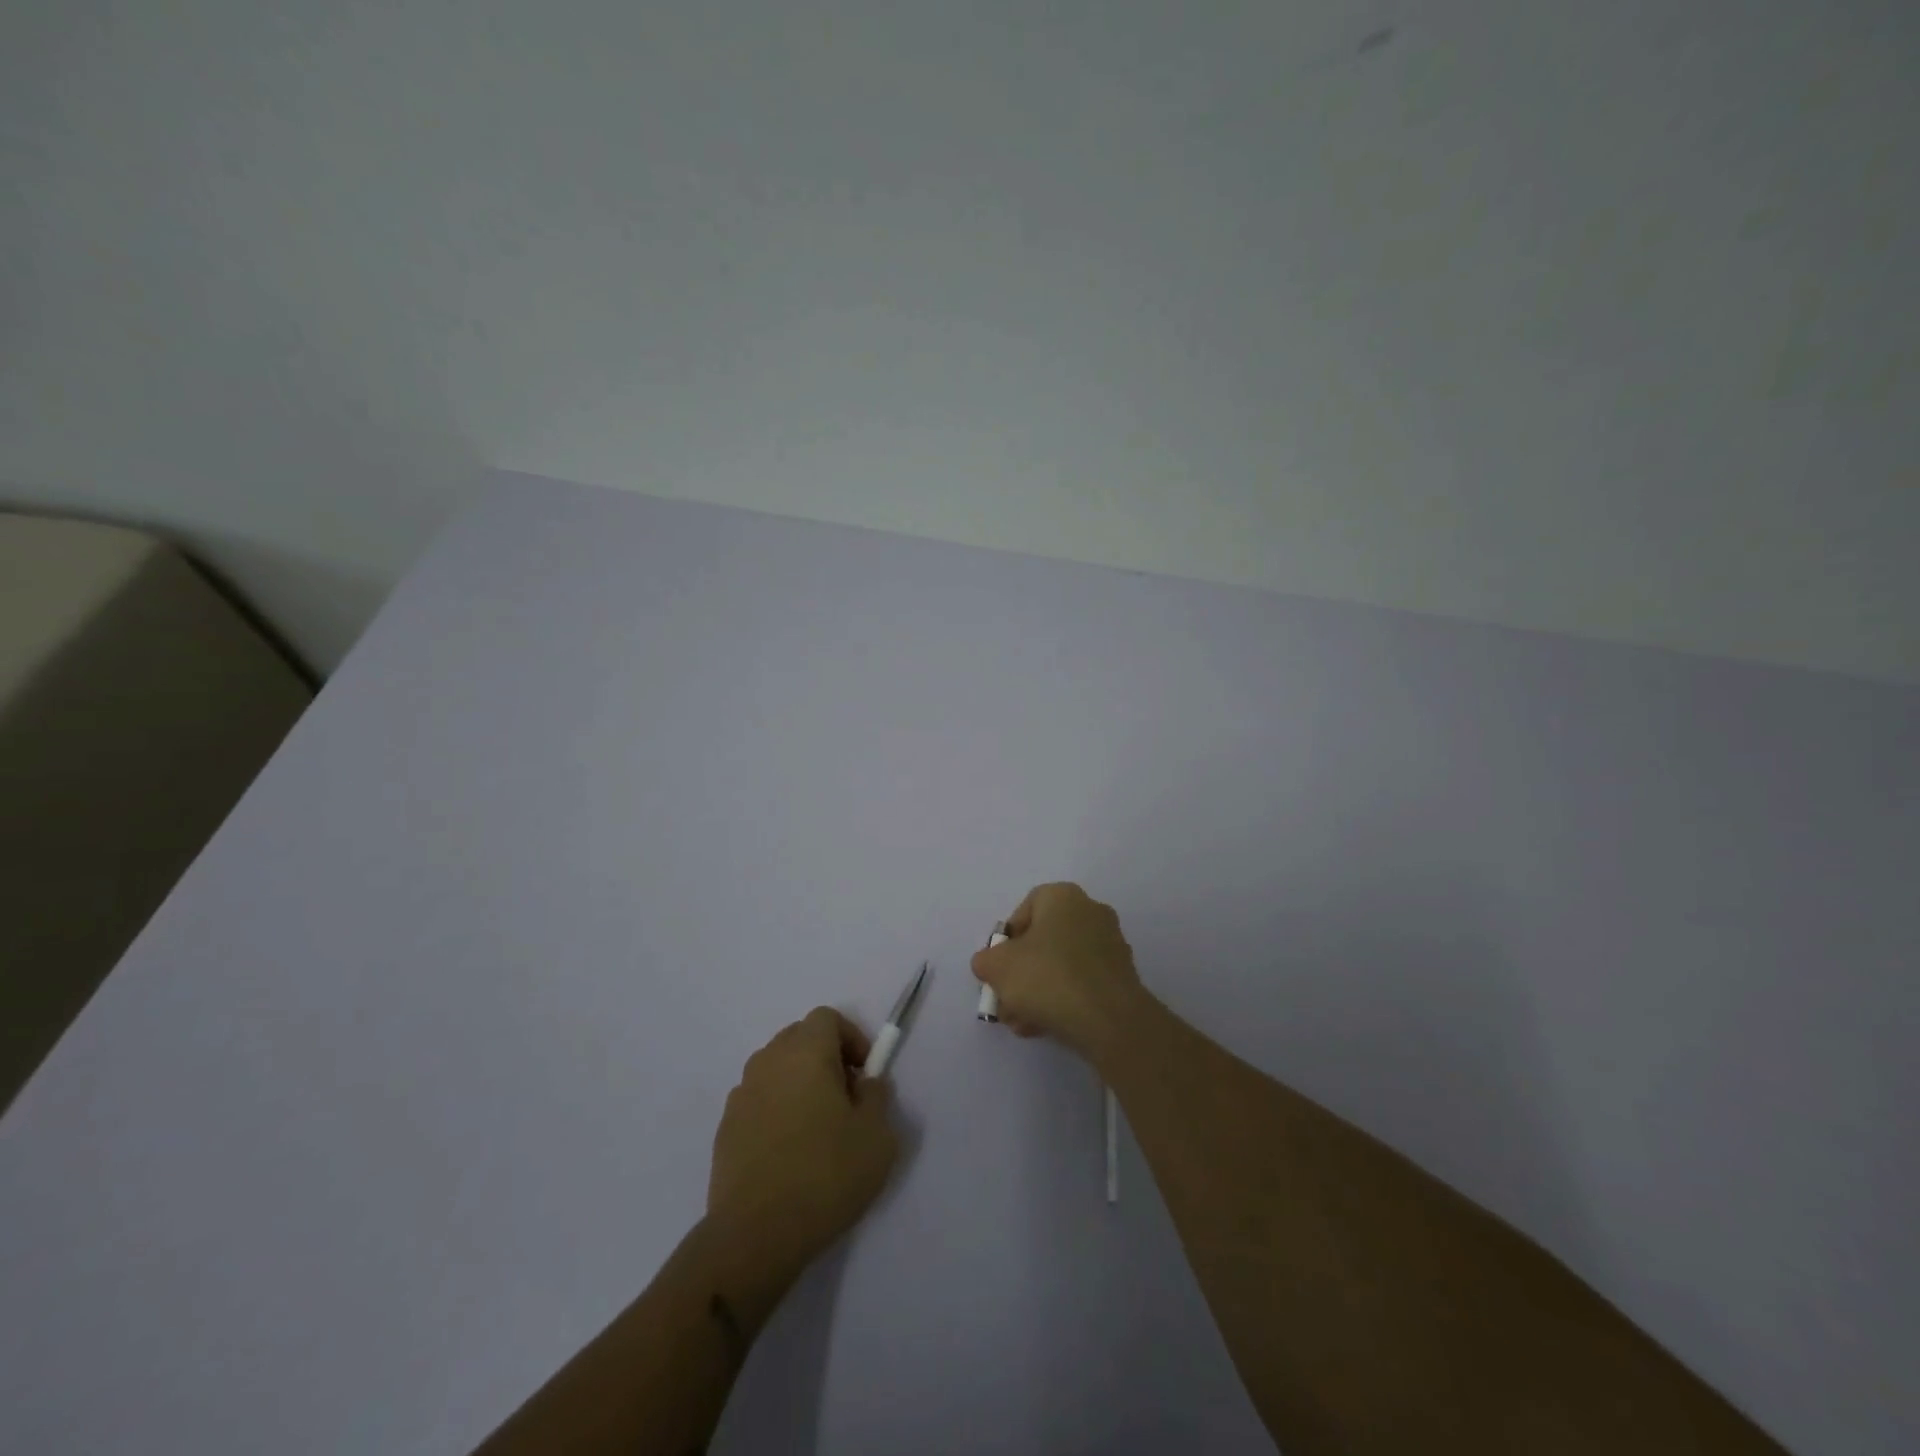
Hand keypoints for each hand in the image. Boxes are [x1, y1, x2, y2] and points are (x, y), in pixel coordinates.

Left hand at [707, 1008, 898, 1272]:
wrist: (755, 1235)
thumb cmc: (825, 1174)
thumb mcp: (877, 1136)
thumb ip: (877, 1097)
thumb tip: (865, 1084)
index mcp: (805, 1052)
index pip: (827, 1018)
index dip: (851, 1038)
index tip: (865, 1074)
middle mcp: (768, 1061)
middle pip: (799, 1038)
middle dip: (826, 1058)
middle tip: (846, 1099)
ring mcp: (741, 1095)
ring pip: (777, 1070)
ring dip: (799, 1084)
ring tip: (818, 1129)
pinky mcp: (725, 1128)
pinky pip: (759, 1102)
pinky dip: (776, 1112)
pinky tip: (789, 1154)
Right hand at [971, 883, 1146, 1057]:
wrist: (1109, 1019)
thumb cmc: (1048, 977)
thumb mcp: (997, 967)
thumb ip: (986, 961)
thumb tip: (990, 965)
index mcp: (1063, 896)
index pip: (1025, 910)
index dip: (1007, 941)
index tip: (999, 968)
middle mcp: (1091, 911)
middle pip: (1043, 941)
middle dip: (1021, 973)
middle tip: (1007, 1001)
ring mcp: (1111, 944)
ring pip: (1062, 965)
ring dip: (1038, 992)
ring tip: (1023, 1022)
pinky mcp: (1122, 976)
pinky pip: (1082, 982)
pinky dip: (1064, 1000)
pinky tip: (1047, 1026)